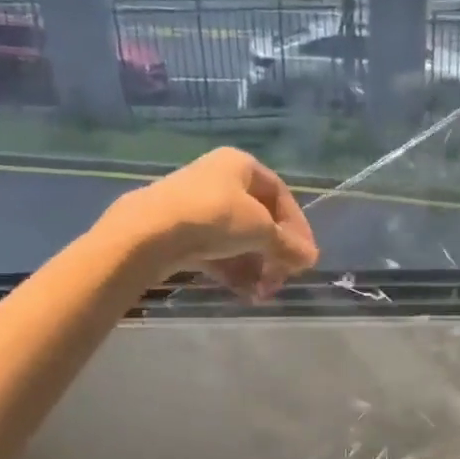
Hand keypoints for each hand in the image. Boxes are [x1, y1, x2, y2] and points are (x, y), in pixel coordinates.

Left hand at [111, 148, 317, 300]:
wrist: (149, 232)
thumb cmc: (214, 217)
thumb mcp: (260, 229)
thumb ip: (288, 245)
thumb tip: (311, 259)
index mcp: (240, 165)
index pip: (281, 196)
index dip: (298, 228)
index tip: (305, 258)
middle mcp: (219, 179)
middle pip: (259, 220)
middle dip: (274, 254)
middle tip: (281, 280)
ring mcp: (196, 205)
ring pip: (237, 239)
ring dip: (255, 267)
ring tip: (262, 293)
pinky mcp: (179, 231)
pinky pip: (215, 251)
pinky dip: (232, 270)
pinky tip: (243, 293)